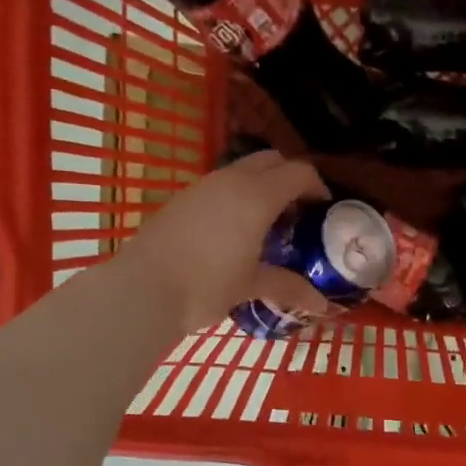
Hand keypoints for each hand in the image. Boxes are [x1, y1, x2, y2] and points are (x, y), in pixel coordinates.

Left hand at [116, 150, 331, 334]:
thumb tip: (321, 305)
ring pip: (242, 170)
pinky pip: (220, 185)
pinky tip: (234, 232)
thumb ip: (289, 287)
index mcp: (256, 196)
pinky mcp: (182, 199)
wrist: (141, 290)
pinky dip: (237, 197)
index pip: (298, 172)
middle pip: (271, 160)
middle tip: (297, 212)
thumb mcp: (251, 286)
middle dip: (290, 178)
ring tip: (267, 224)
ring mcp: (202, 186)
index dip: (317, 186)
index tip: (324, 209)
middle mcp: (231, 181)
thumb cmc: (206, 286)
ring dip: (262, 186)